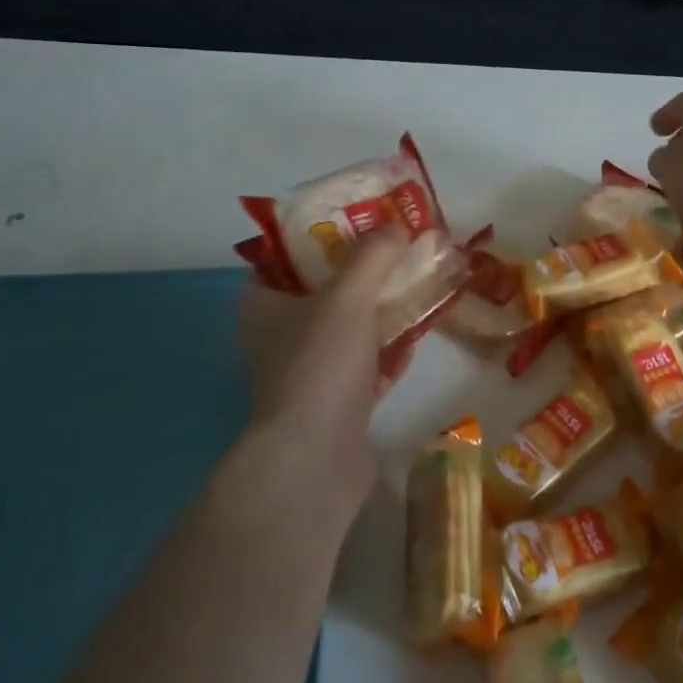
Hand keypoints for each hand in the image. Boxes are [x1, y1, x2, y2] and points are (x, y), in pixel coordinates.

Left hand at [239, 229, 415, 506]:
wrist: (315, 459)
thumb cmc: (320, 365)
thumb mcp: (346, 297)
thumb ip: (372, 257)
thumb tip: (396, 226)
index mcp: (264, 307)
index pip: (283, 259)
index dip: (317, 237)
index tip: (356, 223)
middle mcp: (280, 338)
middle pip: (323, 293)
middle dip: (361, 274)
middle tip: (397, 251)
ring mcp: (308, 375)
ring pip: (348, 332)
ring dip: (381, 313)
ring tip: (417, 287)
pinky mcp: (336, 406)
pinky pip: (366, 368)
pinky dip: (388, 354)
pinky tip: (418, 339)